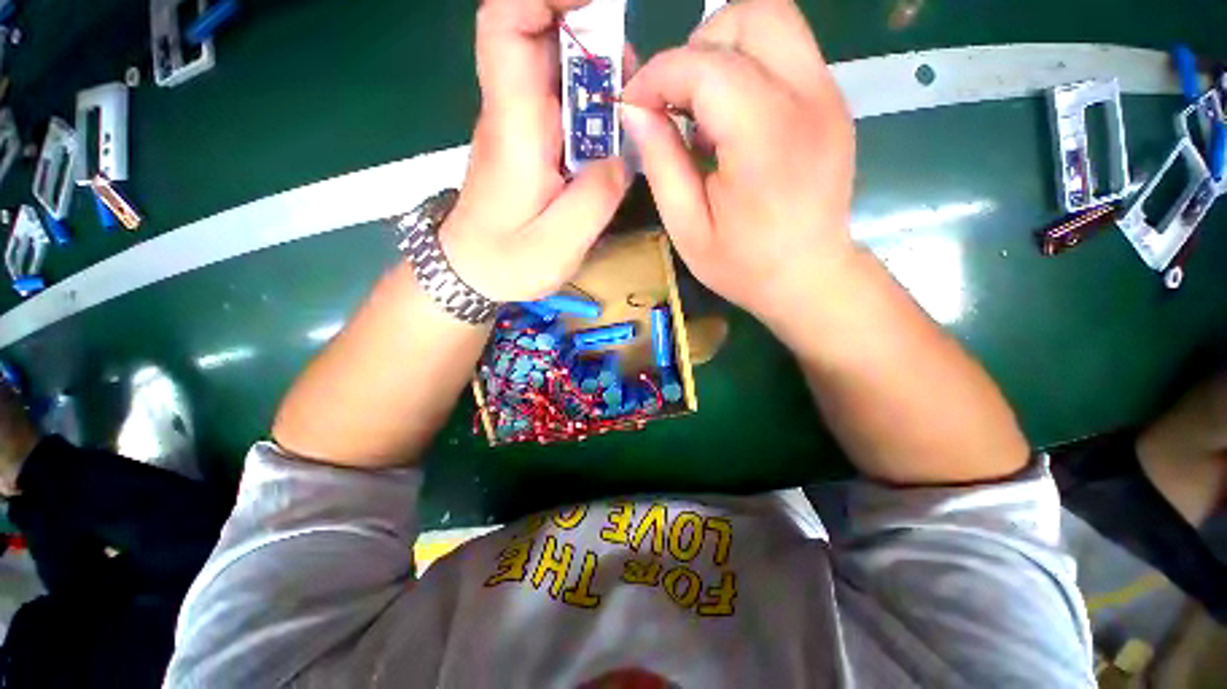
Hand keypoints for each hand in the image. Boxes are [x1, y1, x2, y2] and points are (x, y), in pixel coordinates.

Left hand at [441, 0, 630, 302]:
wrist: (471, 271)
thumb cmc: (506, 263)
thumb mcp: (559, 245)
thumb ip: (596, 199)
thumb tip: (620, 157)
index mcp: (514, 128)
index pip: (505, 24)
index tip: (594, 4)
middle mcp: (511, 112)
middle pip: (536, 33)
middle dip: (590, 34)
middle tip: (630, 80)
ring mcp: (518, 123)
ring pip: (552, 63)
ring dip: (595, 69)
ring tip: (627, 108)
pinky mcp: (528, 140)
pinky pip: (559, 98)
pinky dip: (589, 99)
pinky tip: (610, 129)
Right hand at [619, 0, 855, 324]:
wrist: (809, 277)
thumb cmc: (744, 265)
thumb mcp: (687, 228)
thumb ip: (660, 163)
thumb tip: (635, 109)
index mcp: (766, 140)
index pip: (706, 65)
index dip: (658, 74)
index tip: (633, 103)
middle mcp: (808, 99)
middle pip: (752, 15)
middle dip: (698, 48)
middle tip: (678, 104)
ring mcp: (829, 94)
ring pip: (773, 23)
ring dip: (724, 54)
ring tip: (705, 115)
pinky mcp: (833, 100)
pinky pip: (785, 53)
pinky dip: (747, 70)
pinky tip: (733, 122)